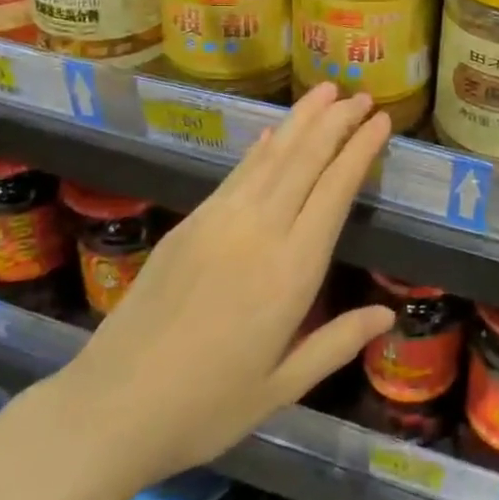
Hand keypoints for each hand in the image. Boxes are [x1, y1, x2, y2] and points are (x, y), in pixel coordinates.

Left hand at [47, 82, 393, 495]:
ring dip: (301, 120)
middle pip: (306, 159)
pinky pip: (237, 174)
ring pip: (271, 156)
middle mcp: (260, 231)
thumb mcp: (282, 387)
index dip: (360, 150)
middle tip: (362, 95)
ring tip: (326, 91)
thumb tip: (388, 315)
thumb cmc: (205, 407)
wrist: (110, 408)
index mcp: (292, 270)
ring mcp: (220, 221)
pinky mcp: (190, 223)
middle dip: (337, 121)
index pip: (336, 190)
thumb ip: (337, 343)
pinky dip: (261, 149)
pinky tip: (273, 134)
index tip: (381, 121)